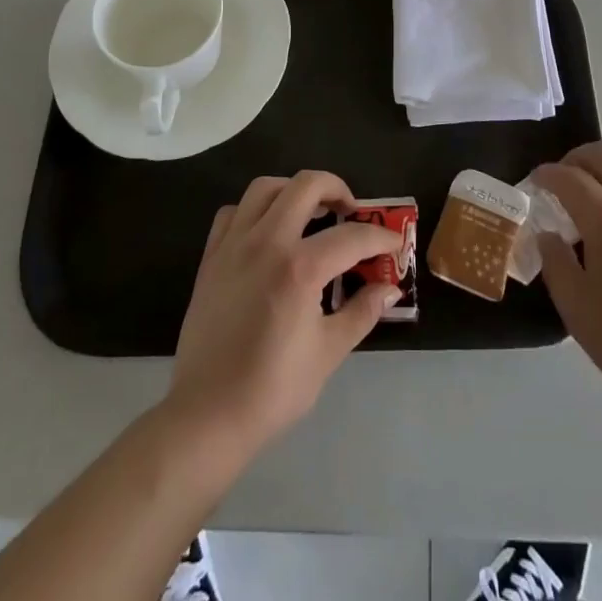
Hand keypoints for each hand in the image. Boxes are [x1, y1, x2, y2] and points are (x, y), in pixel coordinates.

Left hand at [166, 172, 400, 460]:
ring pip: (266, 187)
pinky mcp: (211, 257)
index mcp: (299, 267)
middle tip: (350, 211)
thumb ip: (362, 312)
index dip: (380, 237)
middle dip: (336, 189)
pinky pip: (233, 212)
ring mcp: (234, 245)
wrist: (207, 417)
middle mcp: (267, 242)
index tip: (394, 244)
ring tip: (310, 211)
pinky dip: (254, 210)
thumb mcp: (328, 353)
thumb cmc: (272, 390)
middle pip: (306, 185)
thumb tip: (389, 289)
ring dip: (294, 190)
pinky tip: (267, 231)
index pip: (352, 236)